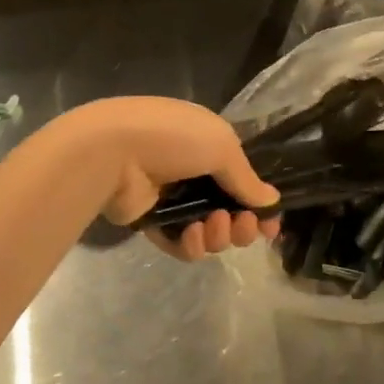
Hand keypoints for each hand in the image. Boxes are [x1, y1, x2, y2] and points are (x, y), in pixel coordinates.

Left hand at [59, 97, 280, 260]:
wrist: (112, 151)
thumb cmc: (173, 138)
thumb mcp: (221, 145)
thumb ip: (246, 178)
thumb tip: (272, 200)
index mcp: (209, 145)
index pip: (242, 180)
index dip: (259, 204)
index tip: (271, 225)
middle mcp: (193, 172)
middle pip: (230, 211)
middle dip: (242, 224)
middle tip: (242, 226)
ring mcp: (171, 198)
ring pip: (208, 230)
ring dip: (218, 234)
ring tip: (211, 225)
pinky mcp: (152, 222)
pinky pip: (181, 243)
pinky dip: (191, 245)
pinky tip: (190, 235)